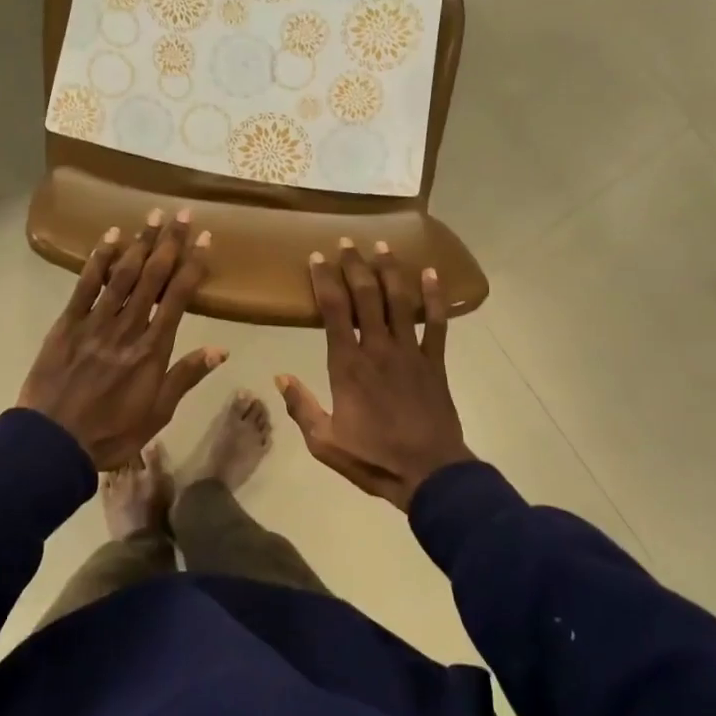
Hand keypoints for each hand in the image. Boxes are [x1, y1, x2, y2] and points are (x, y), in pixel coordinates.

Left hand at [19, 210, 225, 468]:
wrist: (52, 444)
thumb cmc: (111, 433)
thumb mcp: (157, 414)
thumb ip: (185, 377)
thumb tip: (220, 349)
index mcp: (152, 349)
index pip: (178, 298)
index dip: (193, 265)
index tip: (205, 239)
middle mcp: (127, 327)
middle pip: (152, 276)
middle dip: (169, 243)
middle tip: (182, 214)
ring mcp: (95, 322)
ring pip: (122, 274)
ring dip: (139, 242)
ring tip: (153, 215)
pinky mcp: (67, 324)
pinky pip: (85, 285)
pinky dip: (99, 259)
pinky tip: (110, 237)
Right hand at [276, 240, 474, 510]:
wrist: (429, 473)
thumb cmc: (373, 458)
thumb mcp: (324, 442)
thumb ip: (301, 407)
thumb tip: (279, 377)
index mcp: (348, 365)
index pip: (333, 310)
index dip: (324, 279)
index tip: (317, 257)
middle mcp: (378, 348)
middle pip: (366, 295)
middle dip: (355, 265)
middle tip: (347, 242)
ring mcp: (410, 352)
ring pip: (399, 301)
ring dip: (390, 270)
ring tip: (383, 245)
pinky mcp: (435, 361)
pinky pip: (436, 323)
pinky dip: (434, 297)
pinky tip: (431, 273)